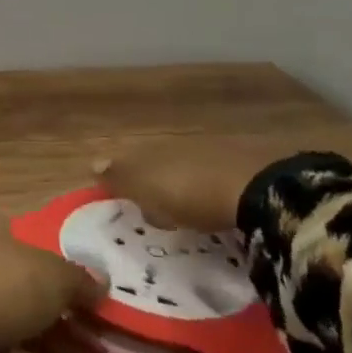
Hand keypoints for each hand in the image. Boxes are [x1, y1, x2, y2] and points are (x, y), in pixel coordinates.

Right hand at [92, 138, 296, 231]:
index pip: (131, 159)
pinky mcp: (249, 167)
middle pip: (162, 161)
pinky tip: (218, 205)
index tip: (122, 196)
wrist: (259, 188)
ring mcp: (217, 151)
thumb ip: (120, 176)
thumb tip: (92, 163)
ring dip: (187, 183)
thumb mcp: (146, 187)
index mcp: (154, 148)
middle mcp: (182, 143)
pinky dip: (214, 190)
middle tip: (155, 206)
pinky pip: (221, 178)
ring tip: (187, 209)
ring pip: (191, 166)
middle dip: (157, 178)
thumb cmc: (189, 191)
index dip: (125, 176)